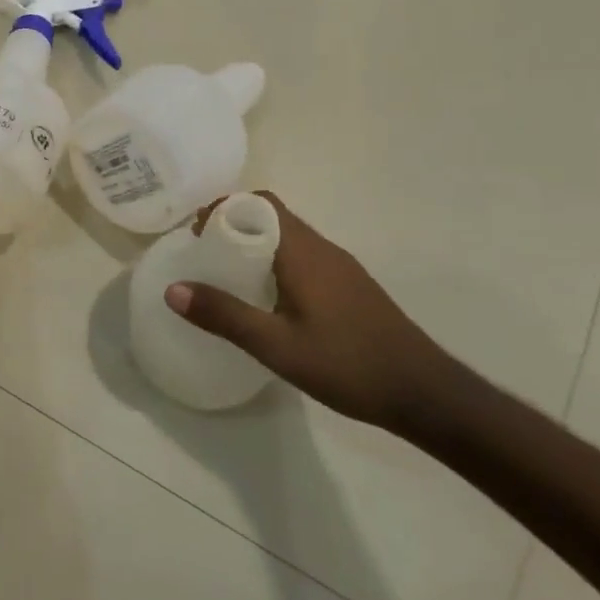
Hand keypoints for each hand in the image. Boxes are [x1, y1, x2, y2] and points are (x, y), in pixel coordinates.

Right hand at [164, 192, 462, 433]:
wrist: (427, 395)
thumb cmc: (347, 365)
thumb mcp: (276, 345)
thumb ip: (224, 315)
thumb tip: (173, 289)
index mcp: (303, 253)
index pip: (259, 203)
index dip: (223, 208)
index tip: (195, 233)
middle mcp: (323, 250)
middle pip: (272, 216)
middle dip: (233, 226)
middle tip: (204, 255)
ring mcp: (341, 268)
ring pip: (289, 238)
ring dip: (254, 244)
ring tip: (225, 276)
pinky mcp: (350, 288)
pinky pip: (303, 258)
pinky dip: (275, 263)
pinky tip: (265, 300)